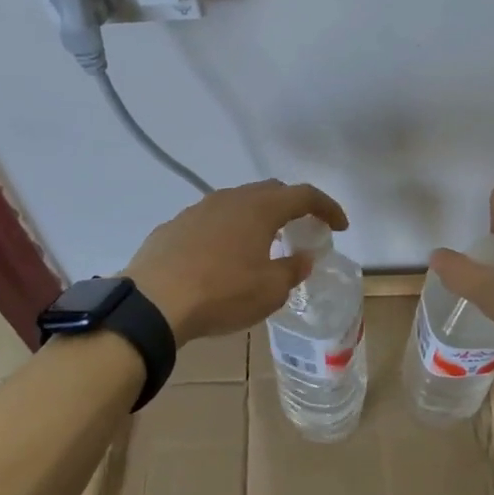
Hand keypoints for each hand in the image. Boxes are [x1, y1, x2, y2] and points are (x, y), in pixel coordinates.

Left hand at [125, 179, 347, 344]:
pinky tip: (222, 258)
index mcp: (260, 208)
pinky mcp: (175, 226)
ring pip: (237, 203)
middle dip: (291, 207)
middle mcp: (230, 198)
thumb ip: (292, 269)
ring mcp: (199, 209)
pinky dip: (227, 232)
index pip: (304, 195)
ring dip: (256, 218)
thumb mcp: (270, 290)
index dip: (327, 208)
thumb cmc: (222, 293)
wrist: (153, 302)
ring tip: (262, 244)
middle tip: (301, 230)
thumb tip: (304, 257)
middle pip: (270, 192)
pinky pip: (211, 221)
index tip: (340, 226)